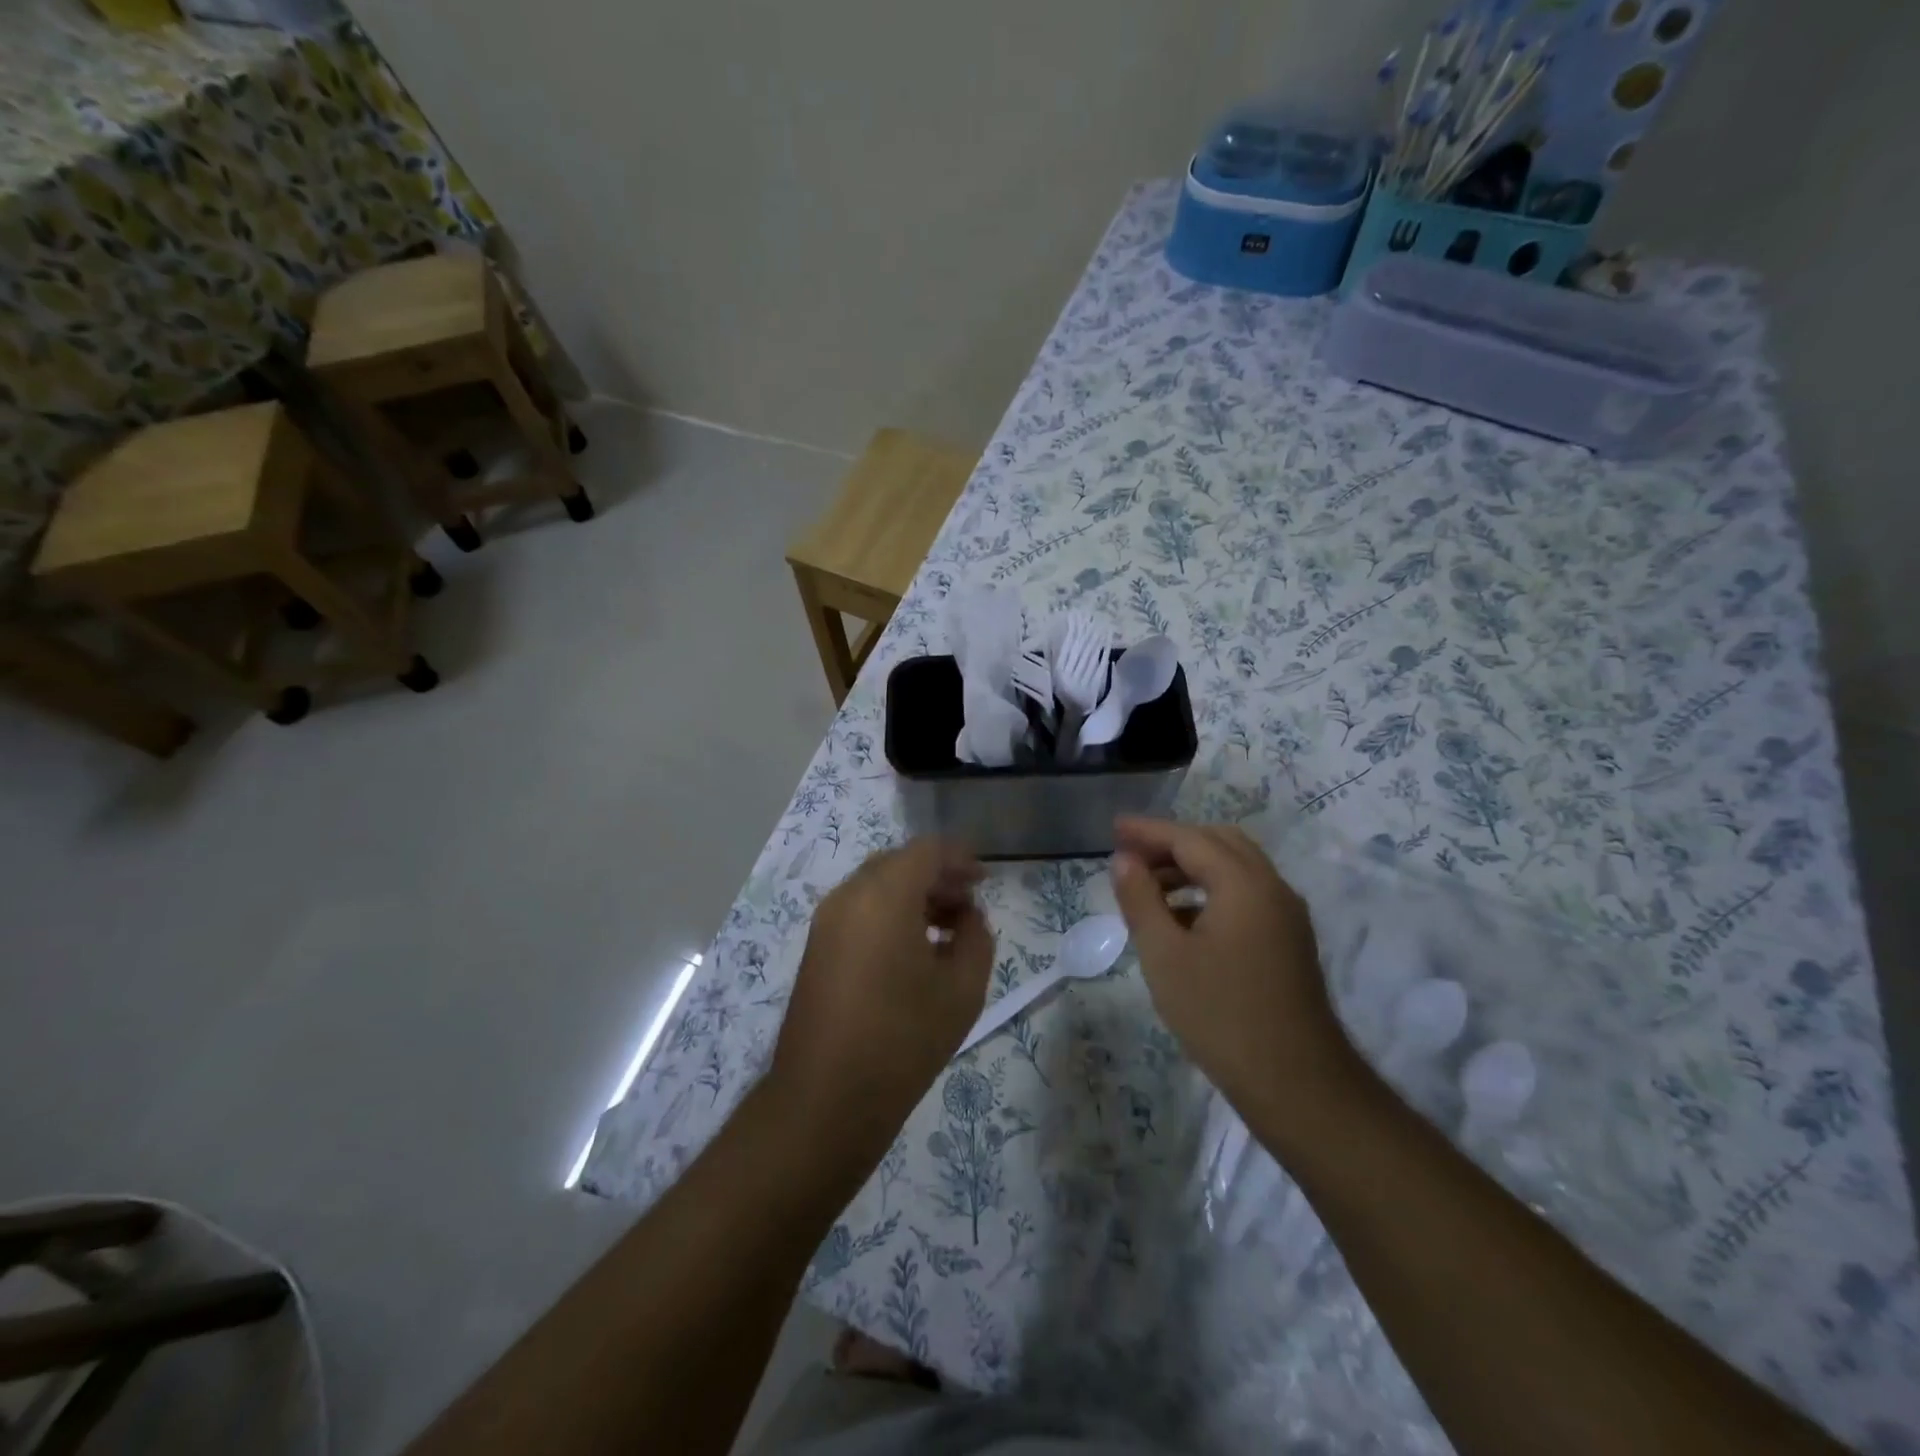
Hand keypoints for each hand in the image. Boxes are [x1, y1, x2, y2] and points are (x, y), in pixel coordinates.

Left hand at [769, 839, 993, 1159]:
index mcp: (884, 896)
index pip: (926, 851)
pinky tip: (913, 949)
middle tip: (969, 903)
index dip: (959, 857)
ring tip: (947, 928)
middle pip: (898, 864)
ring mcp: (826, 922)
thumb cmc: (903, 1039)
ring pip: (877, 886)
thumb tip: (967, 917)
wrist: (825, 1099)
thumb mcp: (962, 989)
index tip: (984, 879)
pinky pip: (859, 910)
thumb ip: (976, 937)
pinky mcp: (817, 947)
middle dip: (937, 876)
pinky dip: (890, 913)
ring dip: (913, 895)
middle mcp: (848, 896)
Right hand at [1110, 817, 1360, 1126]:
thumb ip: (1141, 900)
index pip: (1189, 838)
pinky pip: (1246, 894)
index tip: (1114, 827)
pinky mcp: (1289, 941)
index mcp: (1244, 884)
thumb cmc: (1220, 1015)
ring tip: (1149, 886)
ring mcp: (1286, 915)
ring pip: (1235, 868)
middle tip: (1131, 855)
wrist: (1296, 1084)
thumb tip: (1124, 860)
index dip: (1148, 831)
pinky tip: (1182, 918)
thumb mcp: (1164, 956)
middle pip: (1219, 843)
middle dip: (1172, 843)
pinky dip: (1211, 890)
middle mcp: (1272, 887)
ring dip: (1192, 866)